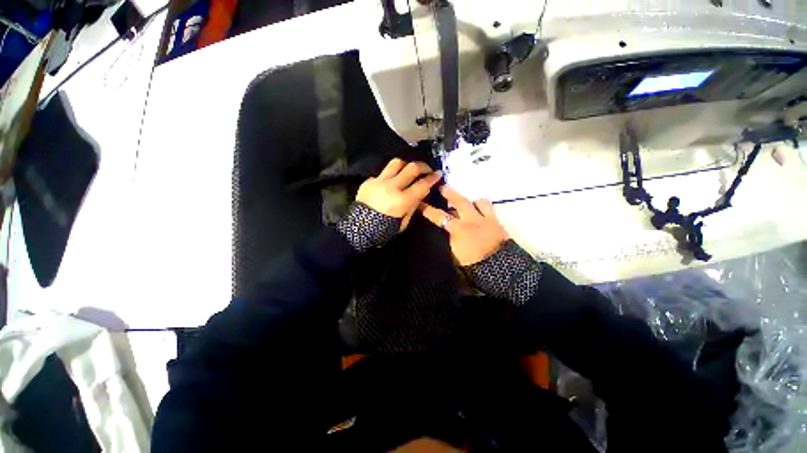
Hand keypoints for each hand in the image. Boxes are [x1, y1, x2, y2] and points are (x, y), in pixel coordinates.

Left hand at [357, 159, 441, 230]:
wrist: (358, 229)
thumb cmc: (383, 230)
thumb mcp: (403, 223)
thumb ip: (413, 206)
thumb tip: (421, 193)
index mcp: (402, 201)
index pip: (422, 185)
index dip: (432, 178)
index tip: (438, 174)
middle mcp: (391, 187)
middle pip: (411, 168)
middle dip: (423, 166)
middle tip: (427, 169)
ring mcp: (379, 181)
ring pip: (396, 163)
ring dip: (406, 165)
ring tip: (409, 170)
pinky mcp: (369, 181)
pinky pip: (382, 173)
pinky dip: (390, 175)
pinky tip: (390, 182)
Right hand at [419, 186, 509, 265]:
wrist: (502, 269)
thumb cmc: (475, 266)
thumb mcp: (455, 257)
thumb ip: (450, 242)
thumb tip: (446, 234)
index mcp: (459, 230)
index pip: (440, 217)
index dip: (428, 210)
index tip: (420, 203)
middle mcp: (472, 220)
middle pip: (460, 202)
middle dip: (449, 193)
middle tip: (441, 187)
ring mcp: (486, 220)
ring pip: (479, 202)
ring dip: (472, 201)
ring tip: (468, 202)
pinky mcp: (498, 223)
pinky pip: (490, 209)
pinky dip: (484, 208)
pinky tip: (482, 212)